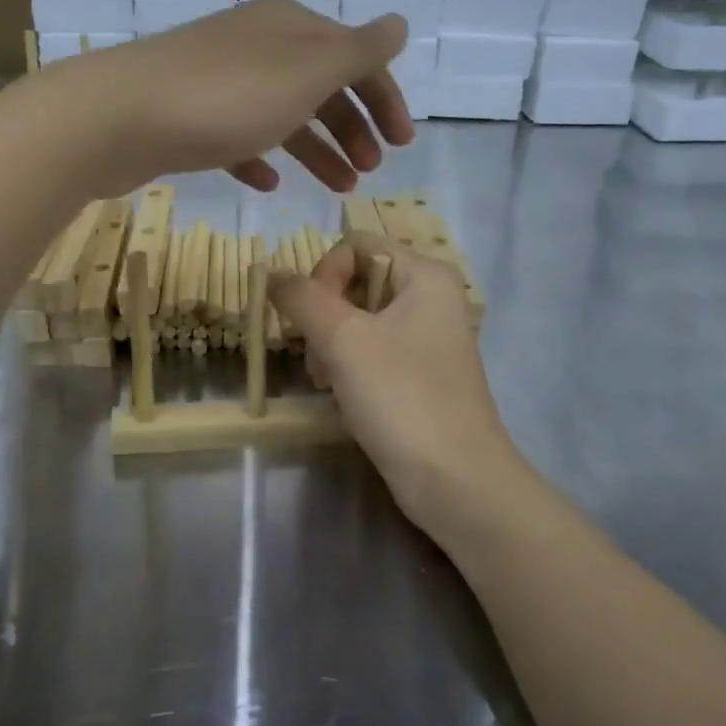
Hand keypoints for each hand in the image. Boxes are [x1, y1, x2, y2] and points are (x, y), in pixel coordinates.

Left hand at [41, 0, 414, 195]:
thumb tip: (399, 24)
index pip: (355, 56)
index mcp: (290, 27)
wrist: (119, 117)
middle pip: (321, 85)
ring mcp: (221, 81)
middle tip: (371, 170)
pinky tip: (270, 185)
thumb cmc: (226, 96)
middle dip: (353, 127)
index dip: (384, 97)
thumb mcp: (306, 72)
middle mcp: (257, 45)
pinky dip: (262, 159)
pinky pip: (239, 138)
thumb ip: (357, 52)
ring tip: (340, 187)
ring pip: (284, 115)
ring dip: (317, 149)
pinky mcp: (190, 117)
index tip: (402, 144)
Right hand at [271, 235, 520, 548]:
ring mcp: (427, 339)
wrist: (454, 480)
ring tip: (327, 383)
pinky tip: (343, 397)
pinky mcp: (419, 375)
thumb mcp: (344, 340)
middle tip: (318, 358)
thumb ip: (302, 298)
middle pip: (355, 282)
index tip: (312, 320)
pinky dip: (349, 368)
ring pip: (358, 321)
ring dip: (331, 347)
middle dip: (324, 317)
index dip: (323, 275)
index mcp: (424, 274)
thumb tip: (271, 273)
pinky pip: (372, 352)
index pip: (355, 246)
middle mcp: (430, 298)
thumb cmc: (401, 397)